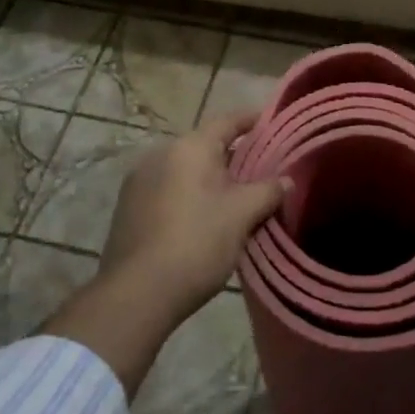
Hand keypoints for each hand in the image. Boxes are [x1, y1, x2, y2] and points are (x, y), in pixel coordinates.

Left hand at [100, 109, 290, 322]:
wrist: (137, 294)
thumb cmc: (197, 243)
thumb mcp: (242, 215)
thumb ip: (268, 191)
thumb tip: (286, 180)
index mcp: (190, 147)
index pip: (227, 121)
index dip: (252, 120)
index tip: (272, 124)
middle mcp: (161, 154)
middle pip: (205, 146)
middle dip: (233, 157)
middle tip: (261, 171)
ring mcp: (139, 181)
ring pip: (185, 170)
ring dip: (209, 179)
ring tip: (235, 199)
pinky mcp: (128, 208)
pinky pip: (168, 190)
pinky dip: (189, 196)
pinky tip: (203, 219)